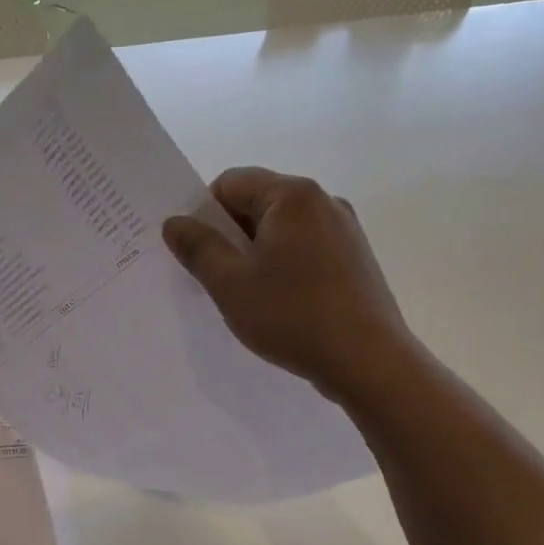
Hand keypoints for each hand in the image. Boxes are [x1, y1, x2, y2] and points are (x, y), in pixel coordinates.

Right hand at [163, 166, 412, 400]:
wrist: (368, 361)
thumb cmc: (292, 315)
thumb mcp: (230, 283)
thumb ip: (198, 247)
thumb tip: (174, 222)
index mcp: (292, 196)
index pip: (230, 182)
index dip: (205, 213)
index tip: (198, 253)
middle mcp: (323, 201)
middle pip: (257, 202)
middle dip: (230, 235)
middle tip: (217, 278)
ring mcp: (344, 229)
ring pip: (281, 229)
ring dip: (256, 253)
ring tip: (249, 296)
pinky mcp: (355, 258)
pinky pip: (305, 248)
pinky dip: (284, 266)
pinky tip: (281, 303)